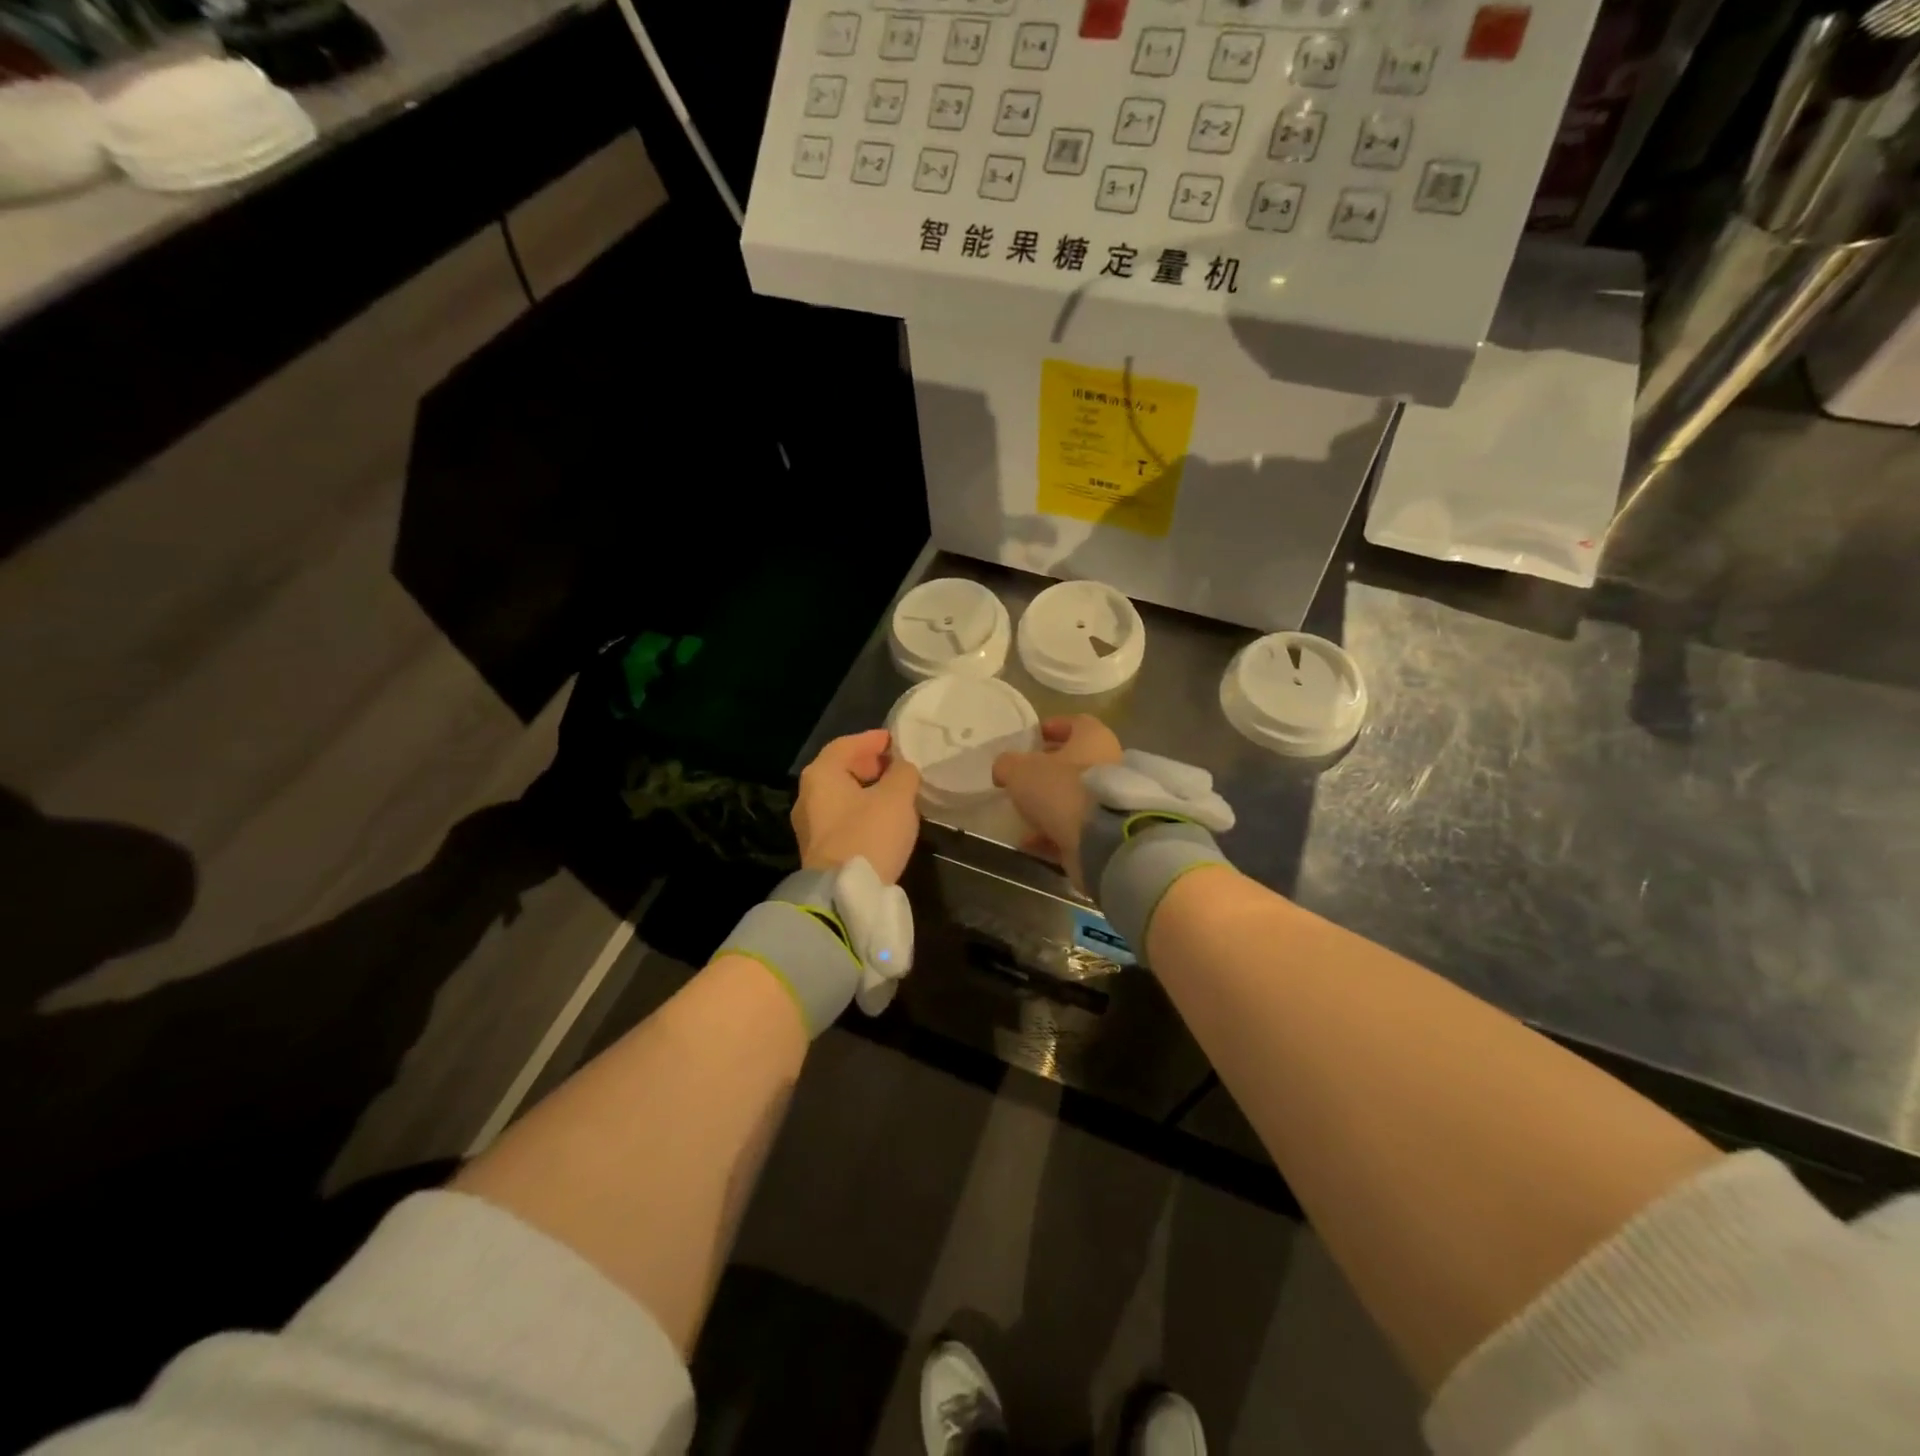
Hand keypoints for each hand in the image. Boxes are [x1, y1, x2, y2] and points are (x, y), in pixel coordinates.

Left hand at [793, 729, 921, 884]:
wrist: (844, 894)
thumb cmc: (869, 835)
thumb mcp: (897, 798)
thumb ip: (903, 773)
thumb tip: (903, 767)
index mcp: (821, 775)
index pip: (846, 745)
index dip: (872, 740)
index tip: (895, 741)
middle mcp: (808, 796)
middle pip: (840, 770)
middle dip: (870, 765)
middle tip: (898, 766)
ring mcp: (810, 825)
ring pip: (842, 796)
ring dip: (867, 791)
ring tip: (896, 793)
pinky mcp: (819, 850)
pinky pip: (842, 819)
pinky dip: (862, 811)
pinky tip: (883, 819)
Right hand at [992, 715, 1122, 892]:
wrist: (1100, 840)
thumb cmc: (1061, 789)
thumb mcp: (1020, 770)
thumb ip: (1007, 764)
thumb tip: (1004, 769)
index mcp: (1093, 738)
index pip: (1076, 723)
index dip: (1054, 727)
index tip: (1034, 737)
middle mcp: (1109, 764)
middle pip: (1075, 762)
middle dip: (1048, 769)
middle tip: (1023, 776)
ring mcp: (1109, 800)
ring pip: (1074, 797)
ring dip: (1048, 804)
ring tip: (1022, 812)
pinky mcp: (1107, 831)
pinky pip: (1075, 828)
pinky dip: (1053, 833)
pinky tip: (1029, 841)